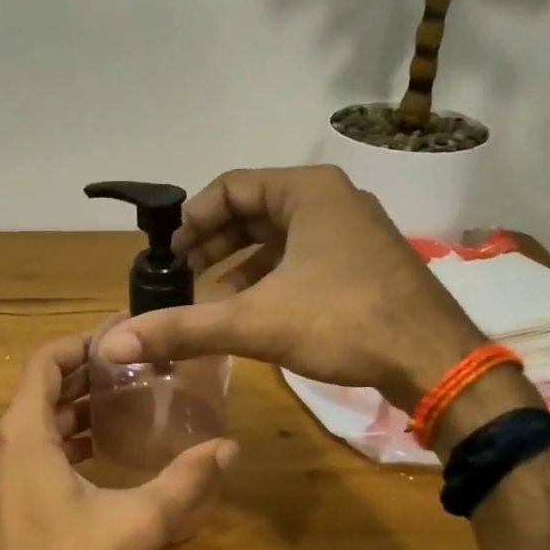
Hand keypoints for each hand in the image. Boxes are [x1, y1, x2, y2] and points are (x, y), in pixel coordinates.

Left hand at [0, 334, 236, 549]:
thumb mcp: (139, 524)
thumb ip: (186, 481)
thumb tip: (229, 447)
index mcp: (22, 435)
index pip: (45, 362)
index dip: (81, 344)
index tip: (120, 338)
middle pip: (39, 391)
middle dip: (84, 377)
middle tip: (133, 370)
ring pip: (31, 424)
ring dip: (73, 411)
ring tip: (122, 406)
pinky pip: (26, 452)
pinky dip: (59, 441)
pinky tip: (96, 455)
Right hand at [95, 165, 484, 399]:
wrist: (435, 362)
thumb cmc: (344, 322)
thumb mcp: (255, 322)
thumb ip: (183, 328)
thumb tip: (114, 342)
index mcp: (307, 192)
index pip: (230, 187)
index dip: (192, 219)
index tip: (166, 255)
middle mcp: (332, 200)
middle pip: (253, 211)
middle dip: (212, 244)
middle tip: (180, 277)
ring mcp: (354, 232)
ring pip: (279, 237)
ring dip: (238, 264)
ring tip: (208, 297)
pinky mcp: (364, 263)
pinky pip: (303, 258)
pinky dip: (270, 278)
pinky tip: (252, 311)